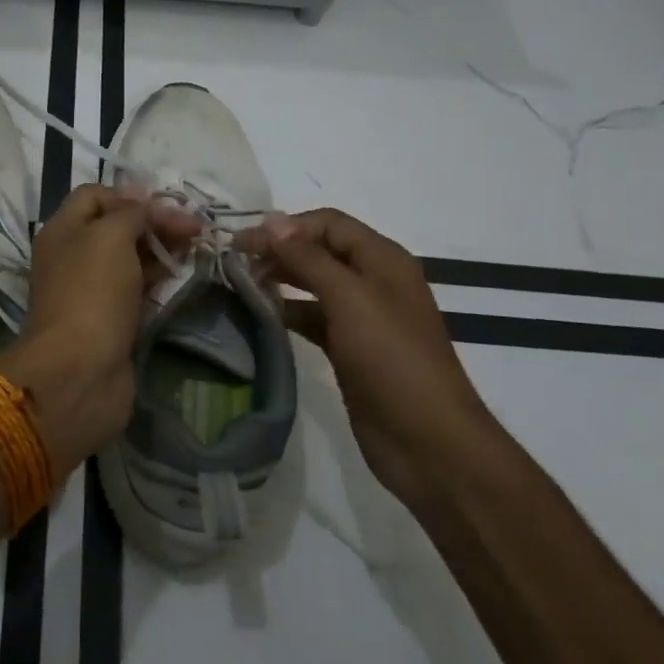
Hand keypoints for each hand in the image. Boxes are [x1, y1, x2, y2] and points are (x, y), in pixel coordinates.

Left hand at [0, 184, 198, 472]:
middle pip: (116, 226)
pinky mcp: (110, 319)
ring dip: (161, 249)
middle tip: (194, 227)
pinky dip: (157, 278)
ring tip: (196, 246)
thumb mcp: (110, 236)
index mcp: (63, 230)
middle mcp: (73, 256)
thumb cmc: (92, 292)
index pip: (94, 196)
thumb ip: (130, 213)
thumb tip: (142, 204)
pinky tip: (181, 274)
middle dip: (154, 221)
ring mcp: (91, 290)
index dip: (129, 195)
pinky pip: (135, 288)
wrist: (80, 371)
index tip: (164, 206)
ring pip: (129, 257)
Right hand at [235, 208, 505, 503]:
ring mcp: (363, 318)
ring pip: (314, 284)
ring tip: (241, 285)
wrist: (428, 442)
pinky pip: (314, 318)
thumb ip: (309, 258)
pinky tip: (261, 317)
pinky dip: (288, 312)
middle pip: (320, 250)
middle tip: (234, 262)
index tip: (243, 241)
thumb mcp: (350, 299)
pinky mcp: (351, 350)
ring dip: (281, 280)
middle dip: (279, 250)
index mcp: (383, 259)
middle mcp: (374, 281)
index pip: (328, 223)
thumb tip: (272, 221)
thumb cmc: (392, 360)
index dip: (286, 226)